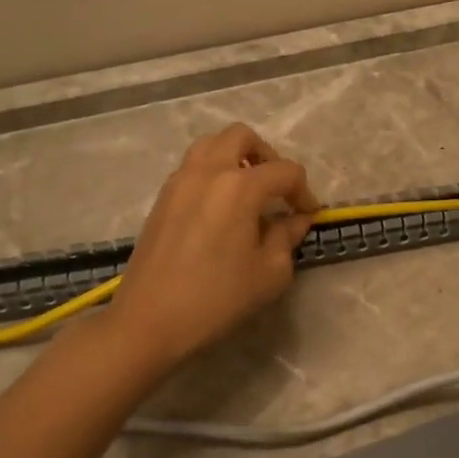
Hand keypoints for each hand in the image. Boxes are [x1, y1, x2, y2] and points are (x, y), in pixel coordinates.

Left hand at [107, 123, 319, 368]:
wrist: (149, 320)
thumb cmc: (217, 298)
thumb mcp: (269, 273)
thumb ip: (287, 237)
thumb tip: (295, 220)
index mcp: (240, 186)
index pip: (286, 171)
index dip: (304, 192)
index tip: (309, 215)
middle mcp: (208, 171)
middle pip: (242, 137)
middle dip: (267, 156)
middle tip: (277, 189)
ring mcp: (180, 181)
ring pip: (212, 144)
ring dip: (236, 157)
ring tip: (248, 191)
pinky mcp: (162, 197)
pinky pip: (193, 166)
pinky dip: (213, 173)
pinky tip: (221, 209)